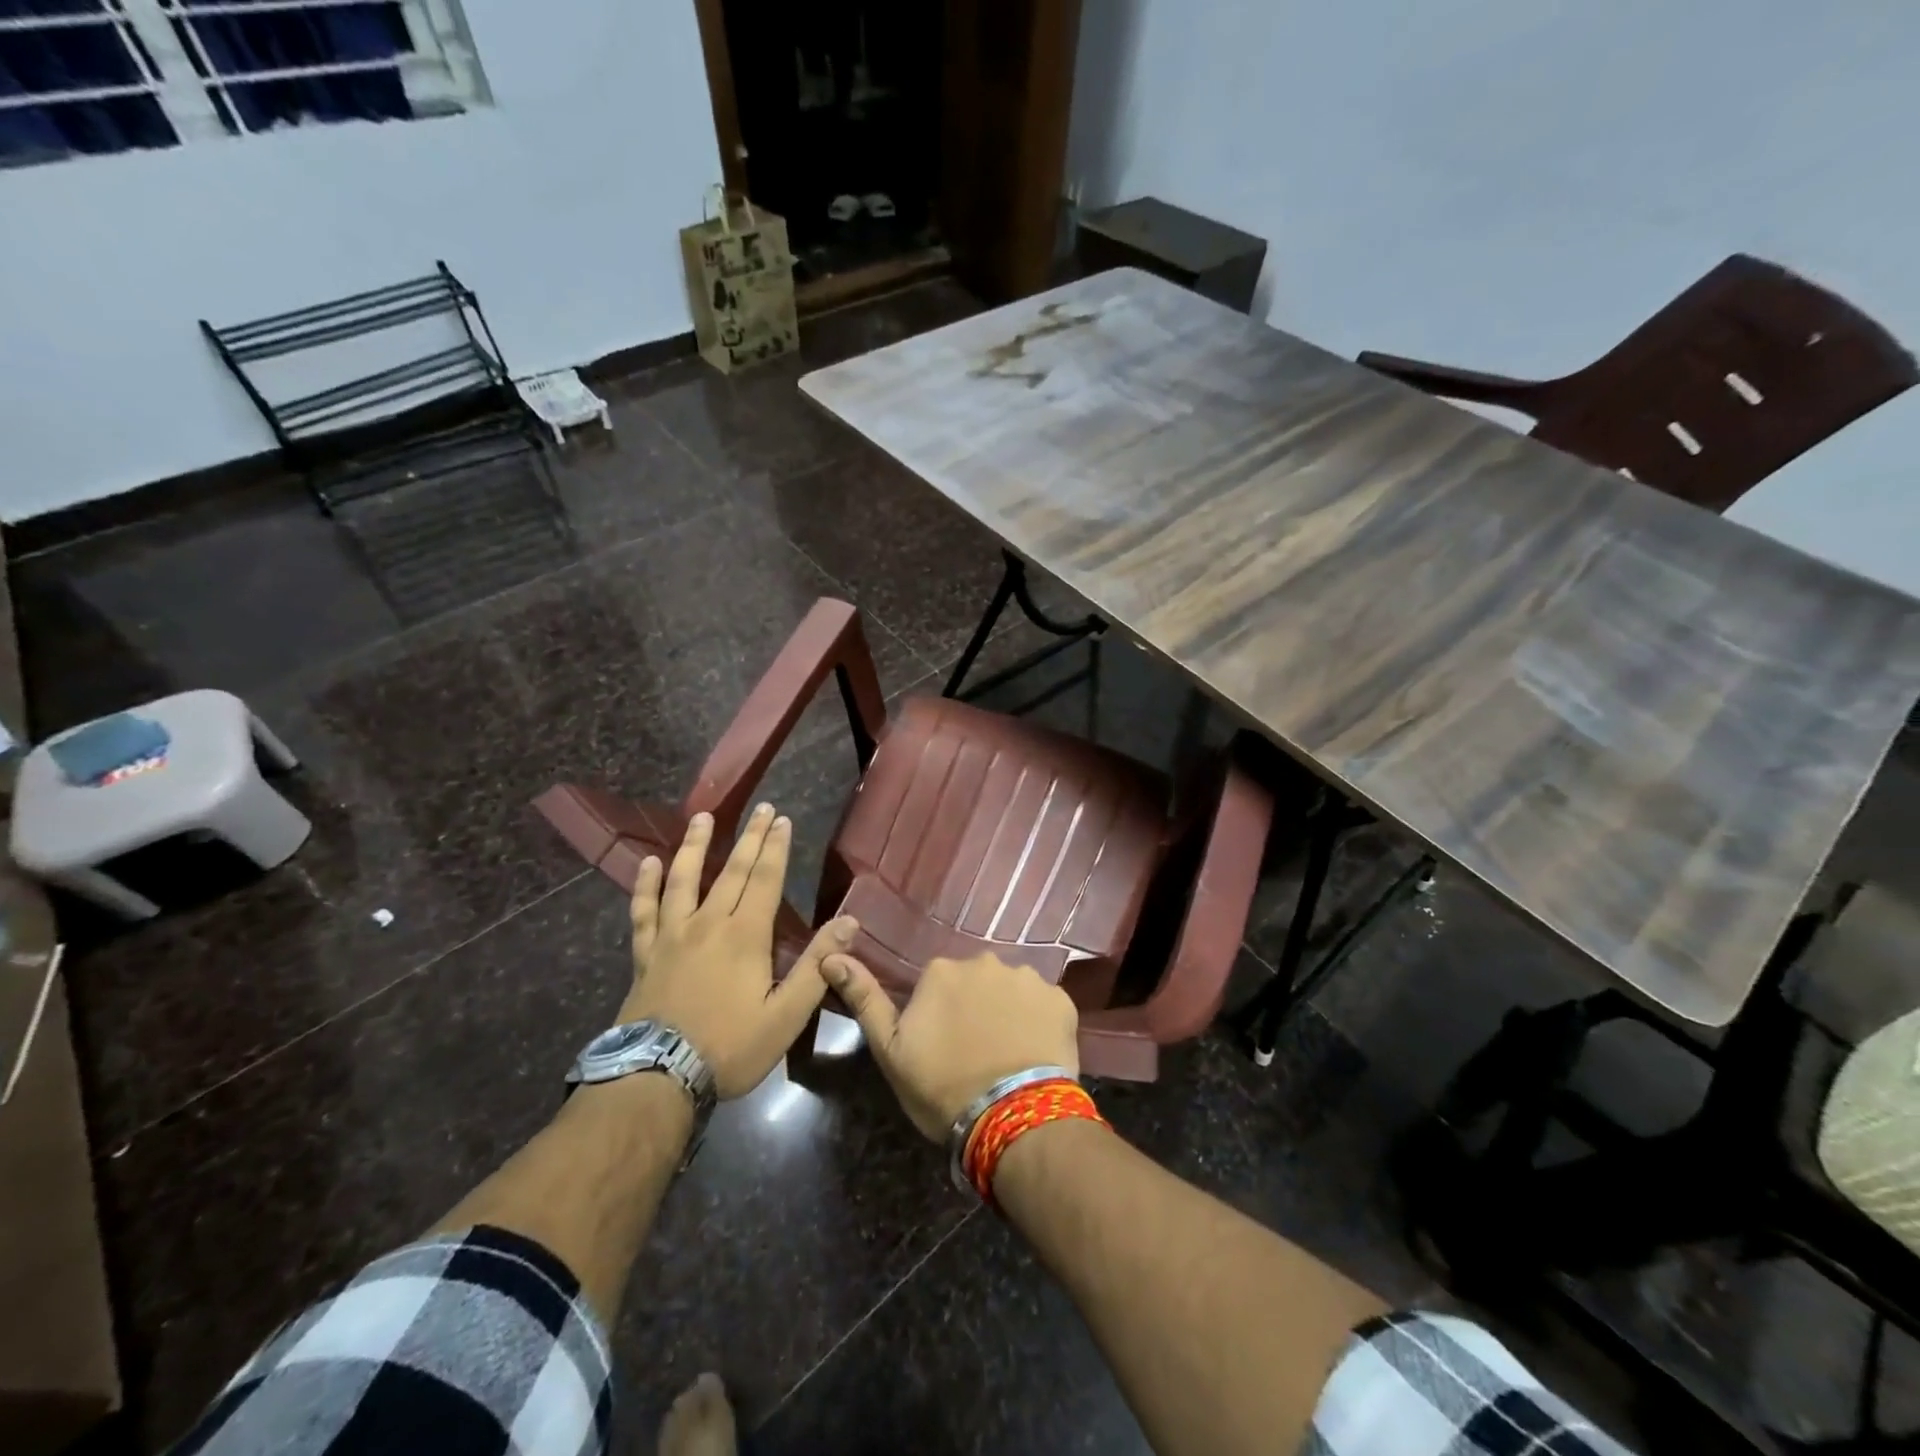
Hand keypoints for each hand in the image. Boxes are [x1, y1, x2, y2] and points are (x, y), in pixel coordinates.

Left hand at [621, 805, 855, 1098]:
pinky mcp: (645, 954)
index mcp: (745, 935)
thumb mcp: (786, 1014)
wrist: (657, 1078)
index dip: (775, 848)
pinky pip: (643, 911)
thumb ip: (817, 966)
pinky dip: (645, 885)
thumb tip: (850, 922)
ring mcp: (672, 936)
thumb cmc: (730, 1047)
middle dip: (748, 837)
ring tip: (702, 818)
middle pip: (730, 871)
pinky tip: (648, 863)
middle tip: (760, 809)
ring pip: (683, 880)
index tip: (781, 819)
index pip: (764, 879)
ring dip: (694, 846)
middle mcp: (708, 923)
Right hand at [821, 950, 1079, 1139]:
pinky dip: (1039, 1022)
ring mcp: (1027, 978)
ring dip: (1008, 1012)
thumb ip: (864, 998)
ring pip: (1011, 991)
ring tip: (1007, 1054)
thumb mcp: (891, 1050)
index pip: (937, 984)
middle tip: (976, 1051)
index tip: (944, 1046)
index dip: (940, 1016)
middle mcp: (985, 961)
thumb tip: (831, 955)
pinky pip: (1044, 1005)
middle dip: (975, 1007)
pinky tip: (1034, 1053)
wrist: (1013, 1118)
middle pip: (976, 982)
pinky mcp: (1061, 999)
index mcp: (942, 970)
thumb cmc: (943, 1086)